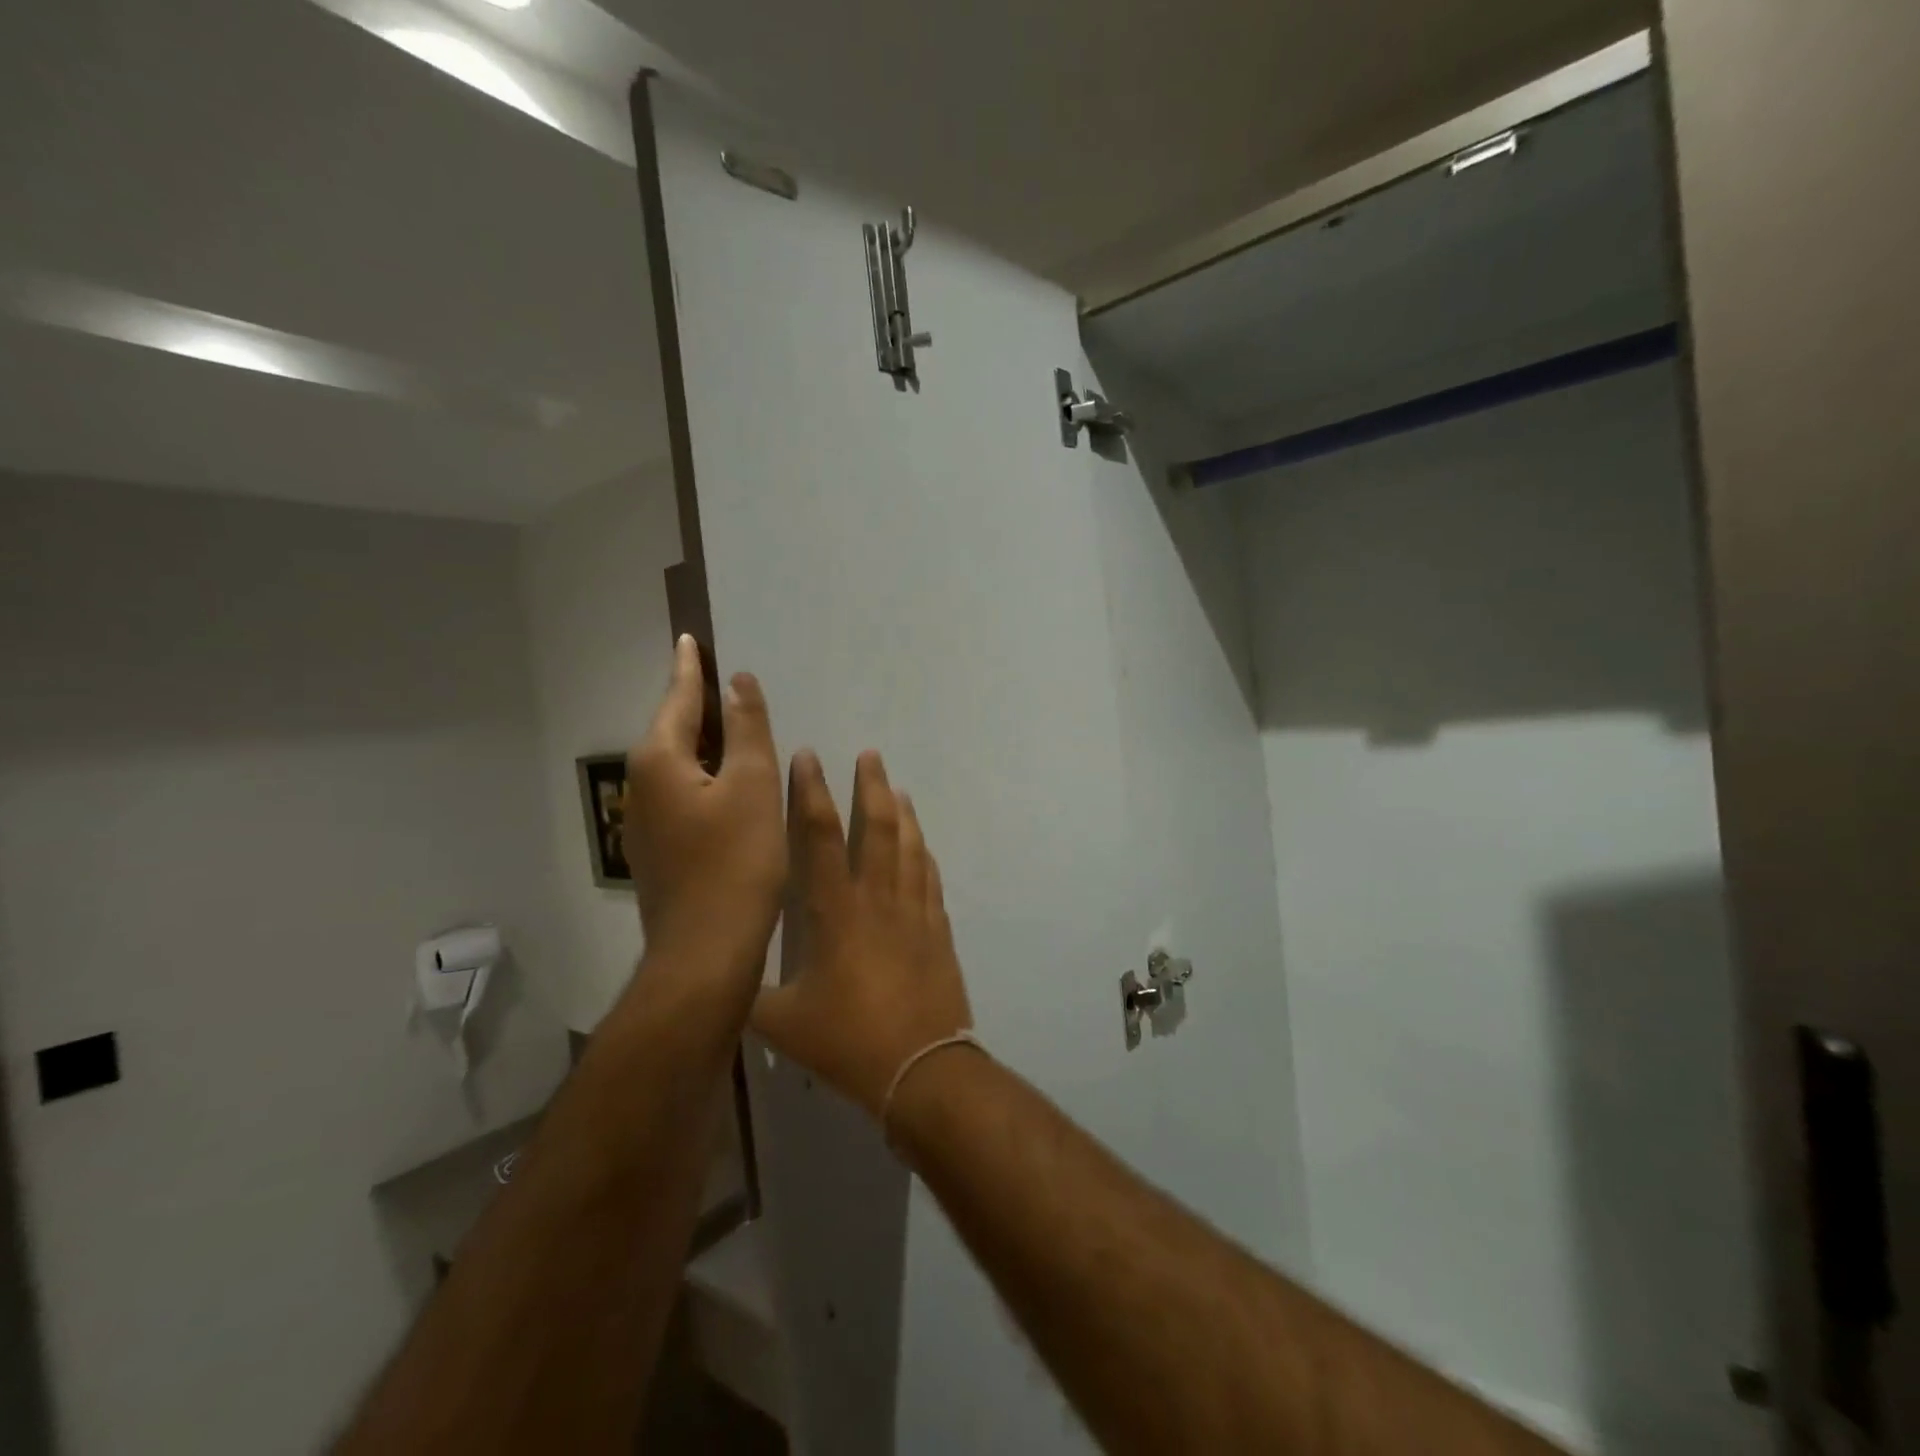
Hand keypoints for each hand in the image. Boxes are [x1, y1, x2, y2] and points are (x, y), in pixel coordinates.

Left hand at [623, 635, 784, 980]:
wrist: (705, 953)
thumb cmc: (736, 863)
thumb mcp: (752, 786)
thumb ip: (747, 729)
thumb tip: (737, 682)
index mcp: (661, 760)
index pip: (678, 699)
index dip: (690, 668)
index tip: (690, 639)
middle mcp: (643, 785)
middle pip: (674, 730)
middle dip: (698, 705)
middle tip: (726, 680)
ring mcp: (646, 822)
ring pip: (679, 766)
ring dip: (705, 743)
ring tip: (735, 726)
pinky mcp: (660, 850)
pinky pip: (683, 794)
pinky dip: (706, 777)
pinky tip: (731, 785)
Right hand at [751, 750, 973, 1118]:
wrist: (922, 1068)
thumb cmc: (848, 1041)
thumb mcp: (782, 1023)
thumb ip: (750, 996)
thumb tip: (723, 981)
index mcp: (835, 912)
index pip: (820, 837)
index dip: (812, 793)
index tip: (809, 758)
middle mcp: (877, 899)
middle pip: (877, 828)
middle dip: (871, 787)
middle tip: (870, 755)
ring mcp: (914, 912)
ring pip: (910, 847)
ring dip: (903, 813)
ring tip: (897, 788)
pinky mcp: (938, 931)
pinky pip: (931, 880)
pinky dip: (925, 855)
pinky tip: (923, 845)